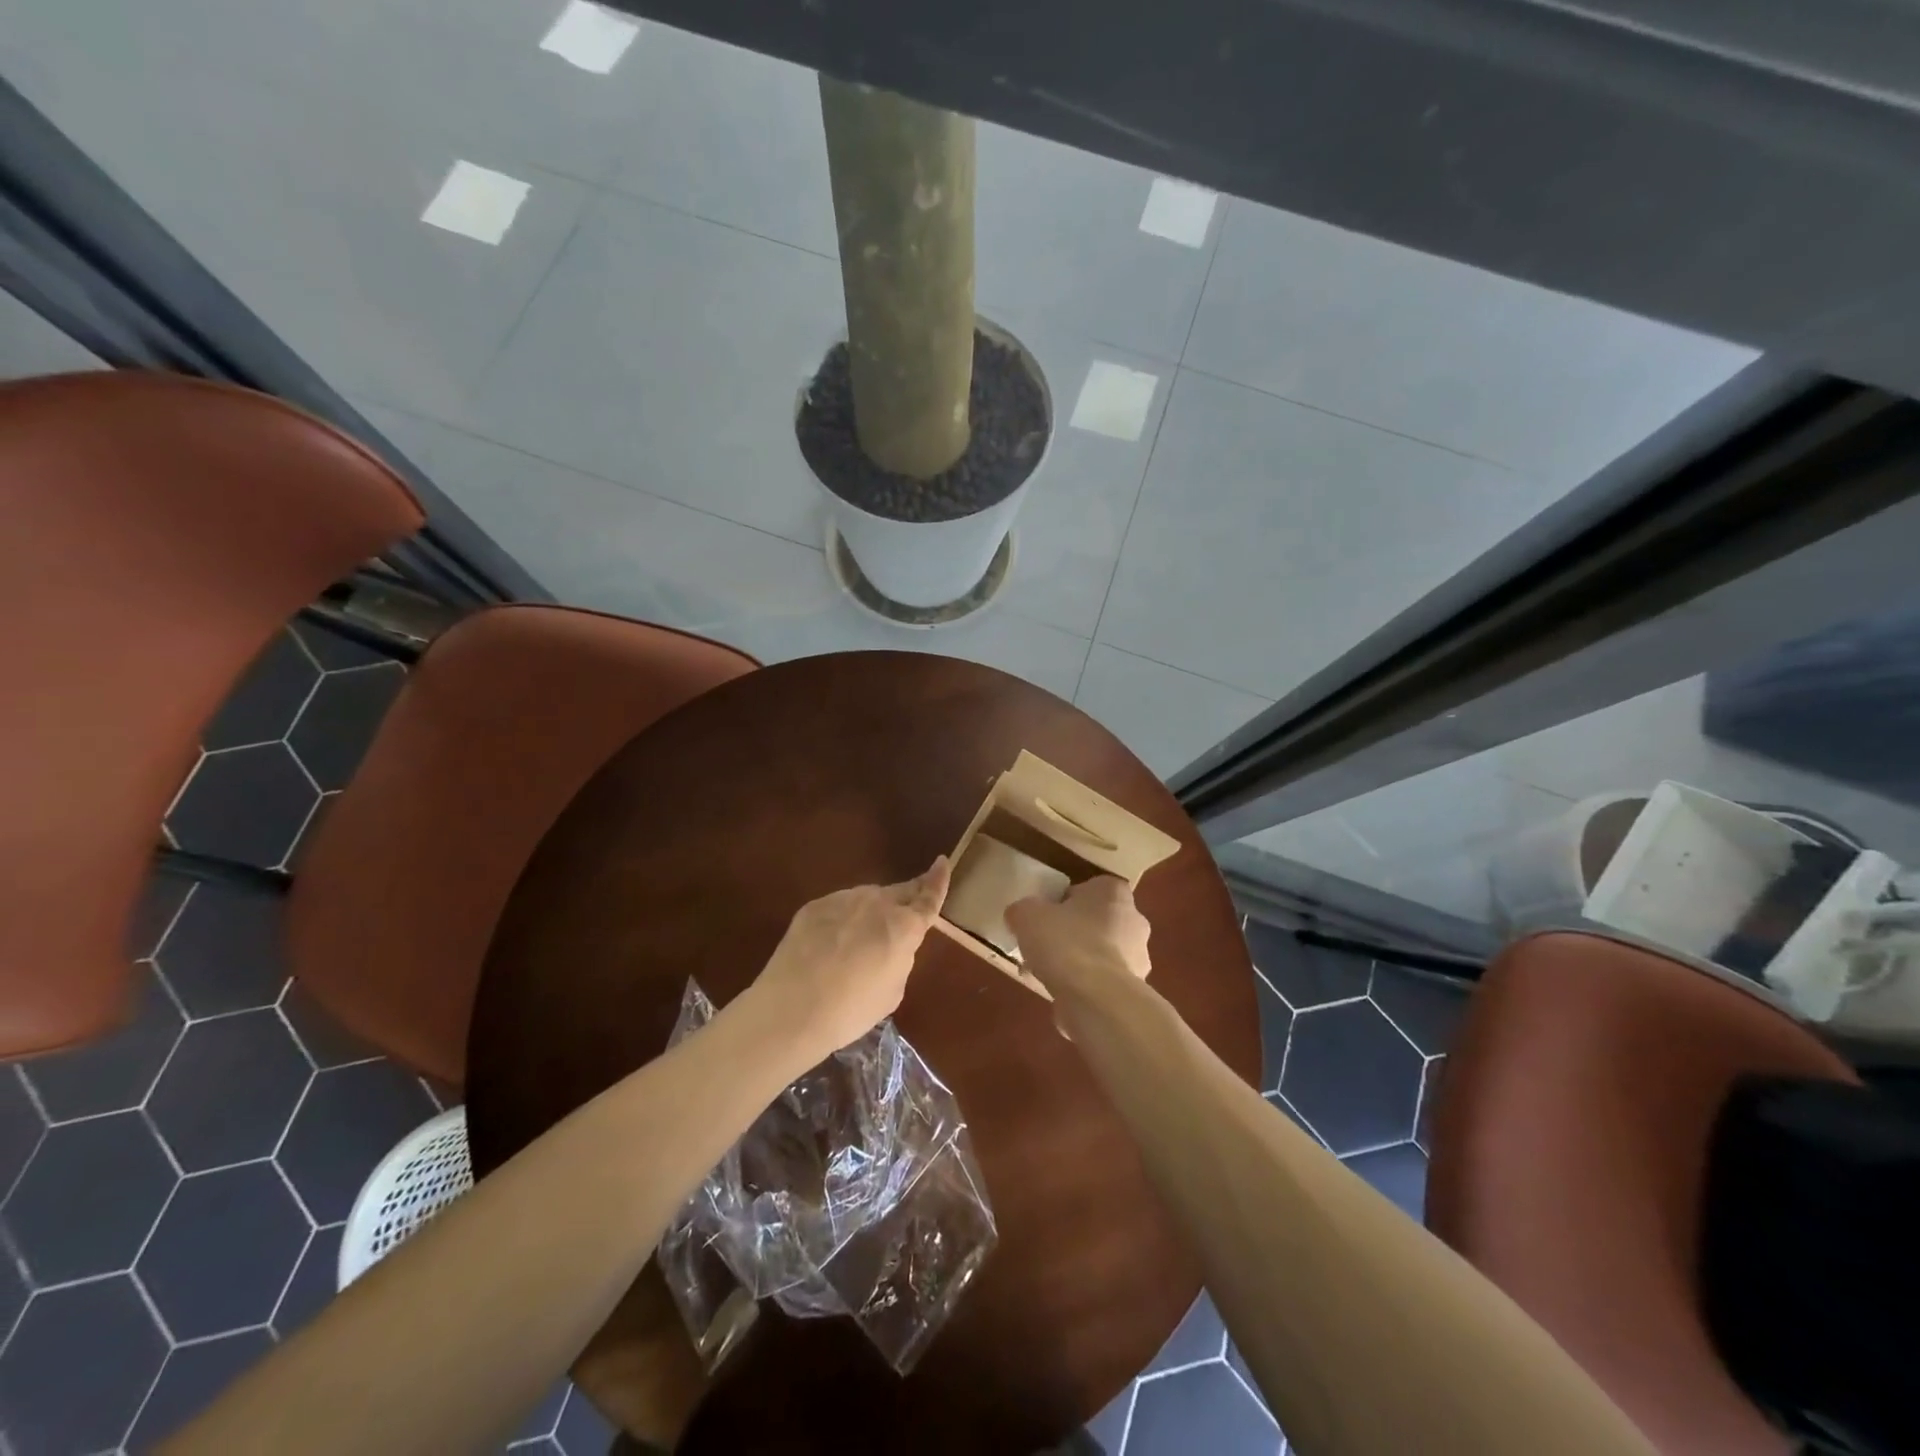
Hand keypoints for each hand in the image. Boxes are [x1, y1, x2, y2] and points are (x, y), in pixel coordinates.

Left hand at [751, 856, 950, 1059]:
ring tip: (860, 940)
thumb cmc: (851, 1009)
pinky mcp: (815, 905)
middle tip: (908, 906)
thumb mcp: (892, 991)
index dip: (938, 880)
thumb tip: (892, 945)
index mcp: (904, 927)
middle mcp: (877, 903)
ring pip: (867, 899)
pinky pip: (839, 907)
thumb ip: (900, 959)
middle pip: (899, 892)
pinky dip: (843, 919)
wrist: (792, 1008)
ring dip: (872, 911)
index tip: (942, 861)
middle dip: (907, 896)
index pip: (929, 897)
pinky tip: (830, 944)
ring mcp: (844, 899)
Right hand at [1006, 876, 1151, 998]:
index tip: (1046, 916)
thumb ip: (1023, 910)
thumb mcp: (1027, 915)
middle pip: (1097, 922)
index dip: (1065, 901)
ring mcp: (1138, 958)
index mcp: (1113, 892)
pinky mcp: (1134, 992)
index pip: (1089, 888)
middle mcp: (1134, 920)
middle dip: (1074, 933)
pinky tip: (1060, 997)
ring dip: (1079, 963)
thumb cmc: (1065, 943)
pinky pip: (1103, 983)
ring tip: (1046, 976)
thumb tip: (1020, 916)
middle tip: (1044, 946)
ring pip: (1101, 954)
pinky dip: (1085, 988)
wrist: (1096, 999)